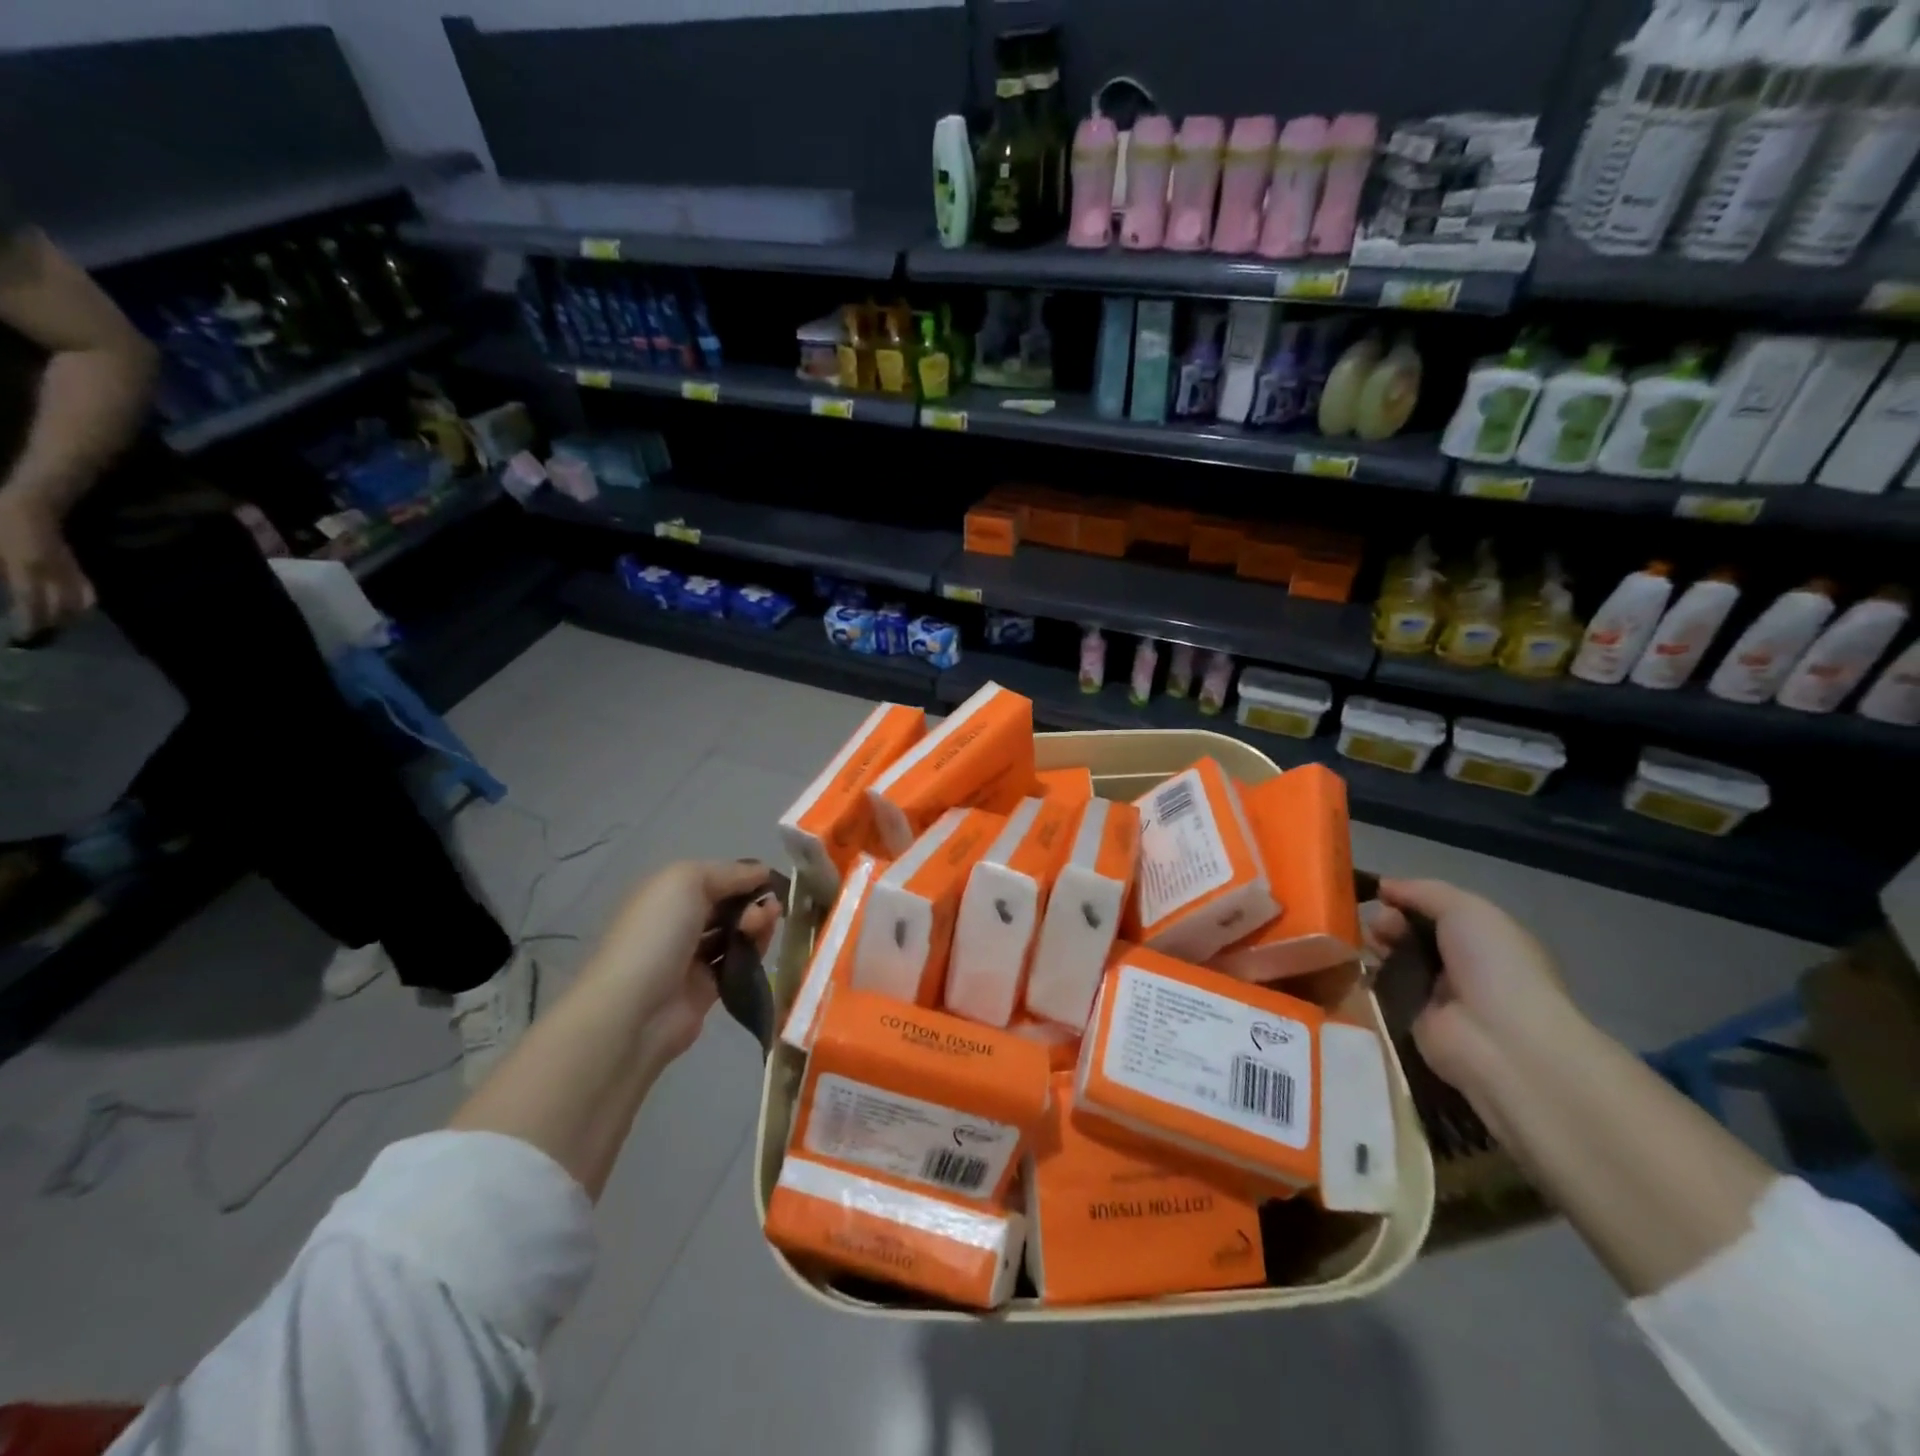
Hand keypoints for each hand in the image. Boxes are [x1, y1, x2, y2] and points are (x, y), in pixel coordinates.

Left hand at [0, 488, 93, 637]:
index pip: (31, 604)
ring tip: (56, 626)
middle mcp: (54, 574)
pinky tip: (76, 610)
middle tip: (38, 636)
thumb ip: (4, 572)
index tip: (24, 636)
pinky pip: (87, 591)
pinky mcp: (76, 568)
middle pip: (61, 608)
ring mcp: (69, 571)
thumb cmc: (2, 522)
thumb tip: (9, 591)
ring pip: (79, 603)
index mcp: (27, 569)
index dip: (30, 622)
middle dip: (51, 624)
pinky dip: (84, 604)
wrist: (30, 504)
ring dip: (69, 617)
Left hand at [588, 859, 781, 1061]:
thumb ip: (727, 872)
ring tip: (769, 923)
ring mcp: (690, 958)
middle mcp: (677, 924)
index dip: (741, 875)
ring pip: (734, 934)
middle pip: (725, 906)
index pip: (712, 878)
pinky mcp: (706, 990)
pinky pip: (737, 963)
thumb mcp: (686, 881)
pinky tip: (764, 945)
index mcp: (666, 895)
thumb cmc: (657, 934)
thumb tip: (762, 871)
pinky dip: (754, 952)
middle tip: (771, 907)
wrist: (635, 1011)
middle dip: (751, 901)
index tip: (770, 878)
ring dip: (756, 924)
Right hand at [1366, 878, 1585, 1098]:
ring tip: (1368, 947)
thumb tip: (1383, 886)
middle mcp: (1459, 963)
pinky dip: (1367, 976)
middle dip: (1388, 921)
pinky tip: (1355, 966)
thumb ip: (1422, 891)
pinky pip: (1381, 988)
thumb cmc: (1493, 965)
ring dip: (1375, 946)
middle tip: (1380, 928)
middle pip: (1408, 931)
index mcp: (1481, 937)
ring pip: (1391, 958)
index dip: (1405, 899)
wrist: (1499, 1039)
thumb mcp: (1465, 909)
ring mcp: (1434, 992)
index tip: (1381, 895)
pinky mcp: (1409, 1017)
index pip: (1434, 910)